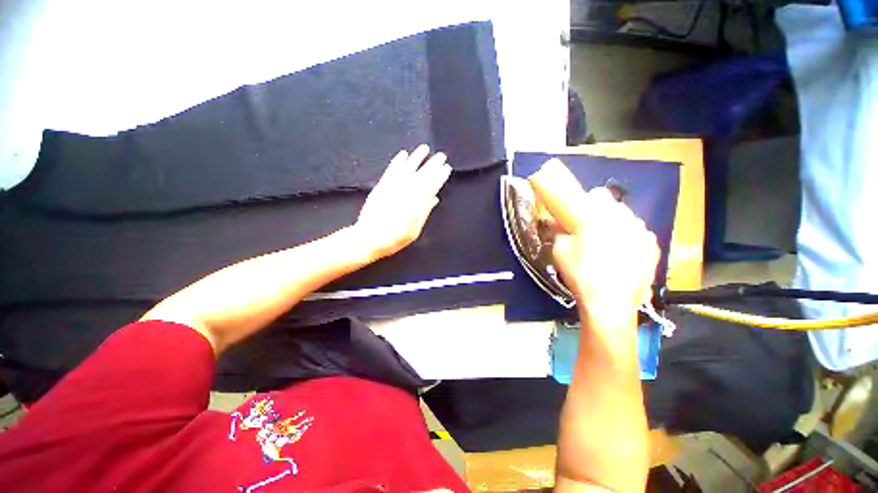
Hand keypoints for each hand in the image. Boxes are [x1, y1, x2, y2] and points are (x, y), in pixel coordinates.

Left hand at [355, 145, 451, 260]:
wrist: (368, 239)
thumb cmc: (393, 239)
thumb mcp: (414, 231)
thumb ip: (424, 213)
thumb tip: (434, 199)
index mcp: (415, 205)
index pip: (430, 187)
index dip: (439, 177)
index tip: (446, 168)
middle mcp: (404, 194)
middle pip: (421, 176)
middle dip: (432, 165)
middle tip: (441, 156)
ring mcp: (391, 188)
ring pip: (406, 169)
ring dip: (416, 158)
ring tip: (424, 148)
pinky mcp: (380, 187)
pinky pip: (390, 171)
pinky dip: (397, 162)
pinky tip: (403, 155)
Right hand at [530, 159, 658, 312]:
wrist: (609, 302)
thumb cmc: (580, 273)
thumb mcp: (559, 251)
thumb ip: (558, 232)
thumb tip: (556, 223)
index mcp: (601, 215)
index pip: (598, 193)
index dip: (588, 202)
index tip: (580, 215)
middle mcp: (627, 218)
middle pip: (615, 206)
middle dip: (603, 214)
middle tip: (590, 233)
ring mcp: (644, 233)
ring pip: (628, 221)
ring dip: (617, 227)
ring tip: (607, 248)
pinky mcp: (654, 249)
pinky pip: (639, 237)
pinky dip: (630, 242)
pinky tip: (621, 259)